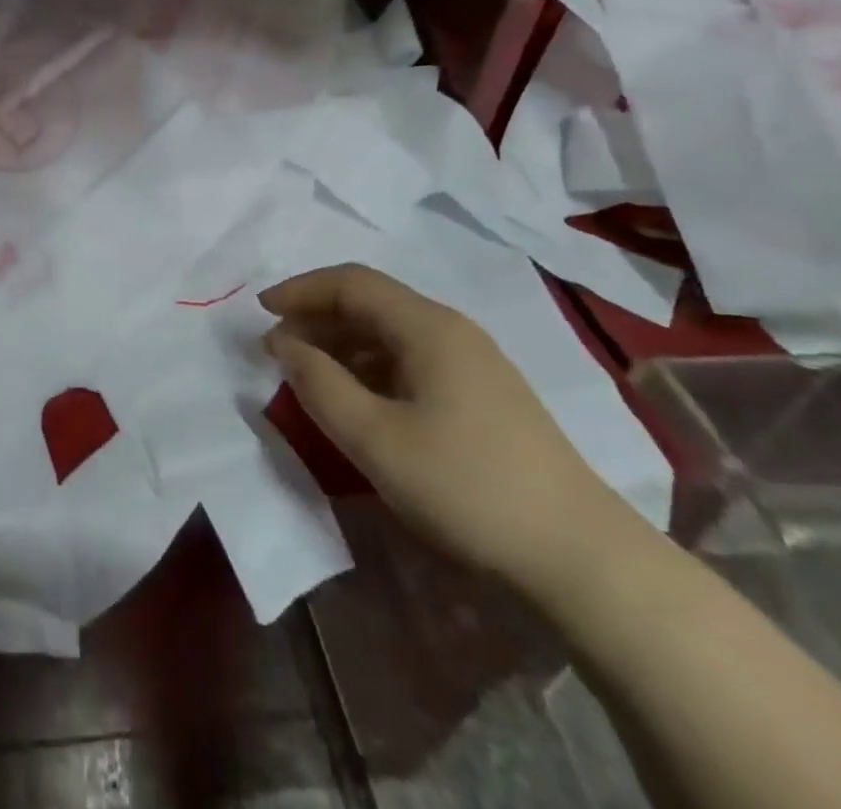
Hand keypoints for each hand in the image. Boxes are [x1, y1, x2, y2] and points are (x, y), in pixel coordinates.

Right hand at [262, 264, 644, 599]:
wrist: (580, 557)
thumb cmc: (467, 488)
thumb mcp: (375, 440)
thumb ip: (319, 384)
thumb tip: (282, 343)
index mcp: (428, 326)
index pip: (351, 282)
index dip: (301, 290)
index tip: (260, 313)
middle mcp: (451, 330)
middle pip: (371, 302)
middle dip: (317, 317)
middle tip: (277, 349)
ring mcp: (472, 362)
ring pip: (390, 332)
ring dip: (341, 344)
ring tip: (307, 375)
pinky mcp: (482, 395)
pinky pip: (410, 360)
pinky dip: (369, 367)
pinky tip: (357, 399)